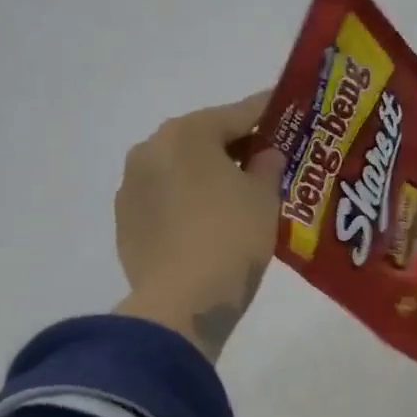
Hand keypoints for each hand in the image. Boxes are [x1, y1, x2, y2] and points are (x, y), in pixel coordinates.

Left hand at [114, 92, 285, 361]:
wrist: (182, 303)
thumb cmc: (232, 237)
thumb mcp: (265, 197)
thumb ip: (268, 166)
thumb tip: (264, 155)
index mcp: (186, 133)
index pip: (238, 114)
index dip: (270, 114)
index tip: (291, 113)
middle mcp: (150, 150)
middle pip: (203, 139)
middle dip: (236, 148)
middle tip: (268, 161)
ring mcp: (132, 187)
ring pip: (180, 170)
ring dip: (207, 176)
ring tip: (239, 196)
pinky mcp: (126, 223)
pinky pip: (165, 200)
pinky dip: (187, 203)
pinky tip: (209, 224)